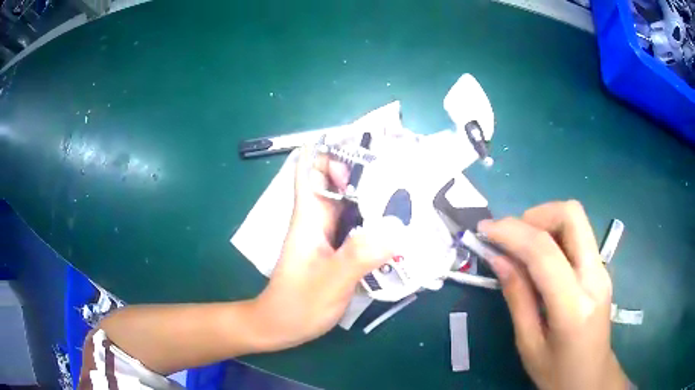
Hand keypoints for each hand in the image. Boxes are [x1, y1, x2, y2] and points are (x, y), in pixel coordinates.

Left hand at [251, 147, 399, 350]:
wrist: (280, 326)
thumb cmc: (298, 303)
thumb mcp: (331, 281)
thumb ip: (360, 255)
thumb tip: (396, 227)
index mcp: (310, 215)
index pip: (313, 168)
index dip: (333, 150)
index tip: (365, 145)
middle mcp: (319, 218)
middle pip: (341, 183)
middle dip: (368, 172)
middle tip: (405, 170)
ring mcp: (328, 234)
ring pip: (352, 204)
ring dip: (376, 197)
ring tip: (411, 194)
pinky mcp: (337, 250)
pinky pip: (359, 227)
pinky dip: (376, 222)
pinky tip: (399, 228)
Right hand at [478, 201, 629, 389]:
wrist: (591, 378)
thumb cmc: (556, 372)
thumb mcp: (528, 344)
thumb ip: (517, 297)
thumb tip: (498, 257)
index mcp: (574, 306)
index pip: (544, 252)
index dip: (511, 232)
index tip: (484, 230)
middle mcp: (595, 277)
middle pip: (571, 215)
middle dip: (535, 215)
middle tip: (510, 236)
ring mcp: (603, 269)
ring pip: (576, 219)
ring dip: (544, 221)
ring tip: (520, 245)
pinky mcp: (602, 268)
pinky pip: (577, 235)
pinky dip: (553, 234)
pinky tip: (538, 257)